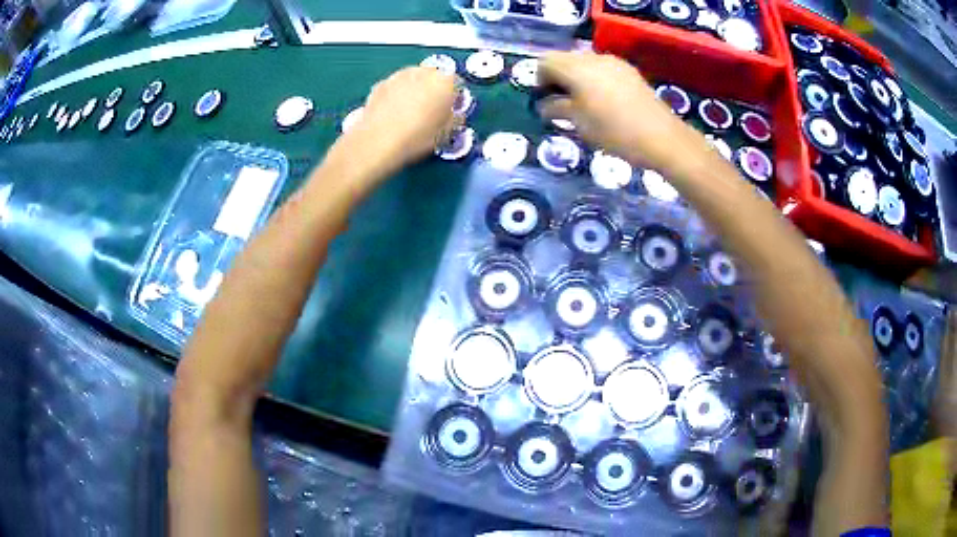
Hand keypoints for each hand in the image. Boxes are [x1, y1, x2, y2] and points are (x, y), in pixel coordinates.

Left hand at [345, 66, 457, 168]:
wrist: (378, 142)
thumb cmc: (415, 137)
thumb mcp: (446, 133)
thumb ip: (454, 118)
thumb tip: (454, 116)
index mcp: (445, 80)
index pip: (458, 82)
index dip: (456, 97)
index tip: (453, 109)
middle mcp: (422, 72)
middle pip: (434, 77)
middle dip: (434, 90)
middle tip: (432, 112)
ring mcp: (398, 76)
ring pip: (413, 80)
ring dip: (415, 91)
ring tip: (412, 115)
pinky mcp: (380, 85)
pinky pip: (394, 88)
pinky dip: (397, 97)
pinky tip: (395, 115)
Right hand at [538, 52, 703, 171]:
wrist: (662, 137)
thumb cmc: (615, 132)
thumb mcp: (580, 124)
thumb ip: (556, 109)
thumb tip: (544, 105)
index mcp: (577, 69)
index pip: (546, 62)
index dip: (539, 79)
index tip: (544, 99)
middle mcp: (594, 58)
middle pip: (564, 59)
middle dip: (558, 77)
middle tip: (561, 102)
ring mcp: (614, 63)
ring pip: (584, 62)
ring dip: (576, 78)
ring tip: (583, 102)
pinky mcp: (629, 71)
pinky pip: (602, 68)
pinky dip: (594, 79)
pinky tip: (603, 100)